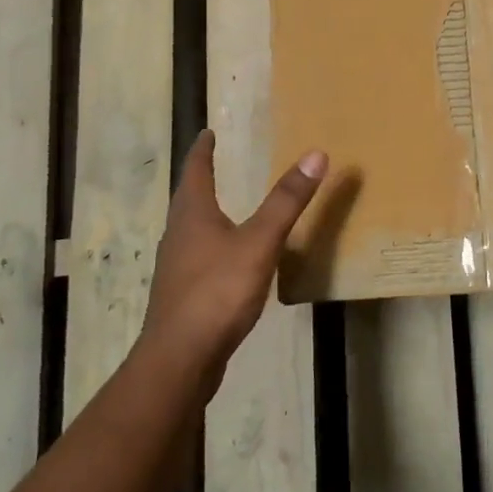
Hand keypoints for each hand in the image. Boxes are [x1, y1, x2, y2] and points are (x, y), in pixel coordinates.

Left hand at [137, 129, 326, 396]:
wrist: (180, 359)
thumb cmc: (217, 291)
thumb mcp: (259, 242)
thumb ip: (286, 201)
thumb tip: (315, 154)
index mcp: (192, 214)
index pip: (195, 170)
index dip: (202, 150)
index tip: (207, 132)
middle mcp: (178, 235)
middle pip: (188, 199)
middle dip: (201, 179)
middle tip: (217, 164)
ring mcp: (177, 268)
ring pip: (190, 230)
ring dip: (204, 213)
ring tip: (223, 207)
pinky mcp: (182, 296)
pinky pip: (197, 258)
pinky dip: (212, 246)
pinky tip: (228, 260)